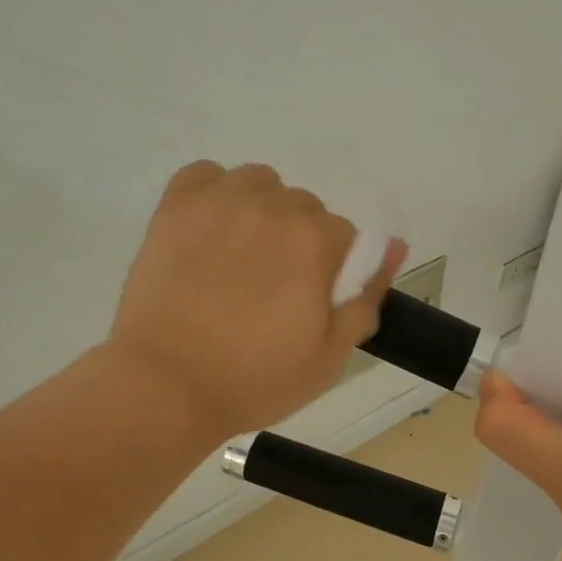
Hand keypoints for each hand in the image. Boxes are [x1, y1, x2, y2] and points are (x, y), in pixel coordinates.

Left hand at [110, 162, 405, 438]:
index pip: (344, 236)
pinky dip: (214, 191)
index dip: (332, 270)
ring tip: (242, 254)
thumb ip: (367, 297)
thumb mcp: (330, 355)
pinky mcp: (175, 207)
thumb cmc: (255, 379)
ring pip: (260, 183)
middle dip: (299, 241)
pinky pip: (205, 174)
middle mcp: (272, 208)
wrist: (165, 386)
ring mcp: (220, 202)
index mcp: (314, 241)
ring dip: (262, 209)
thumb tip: (395, 246)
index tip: (310, 301)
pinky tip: (210, 227)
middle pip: (304, 207)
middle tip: (273, 287)